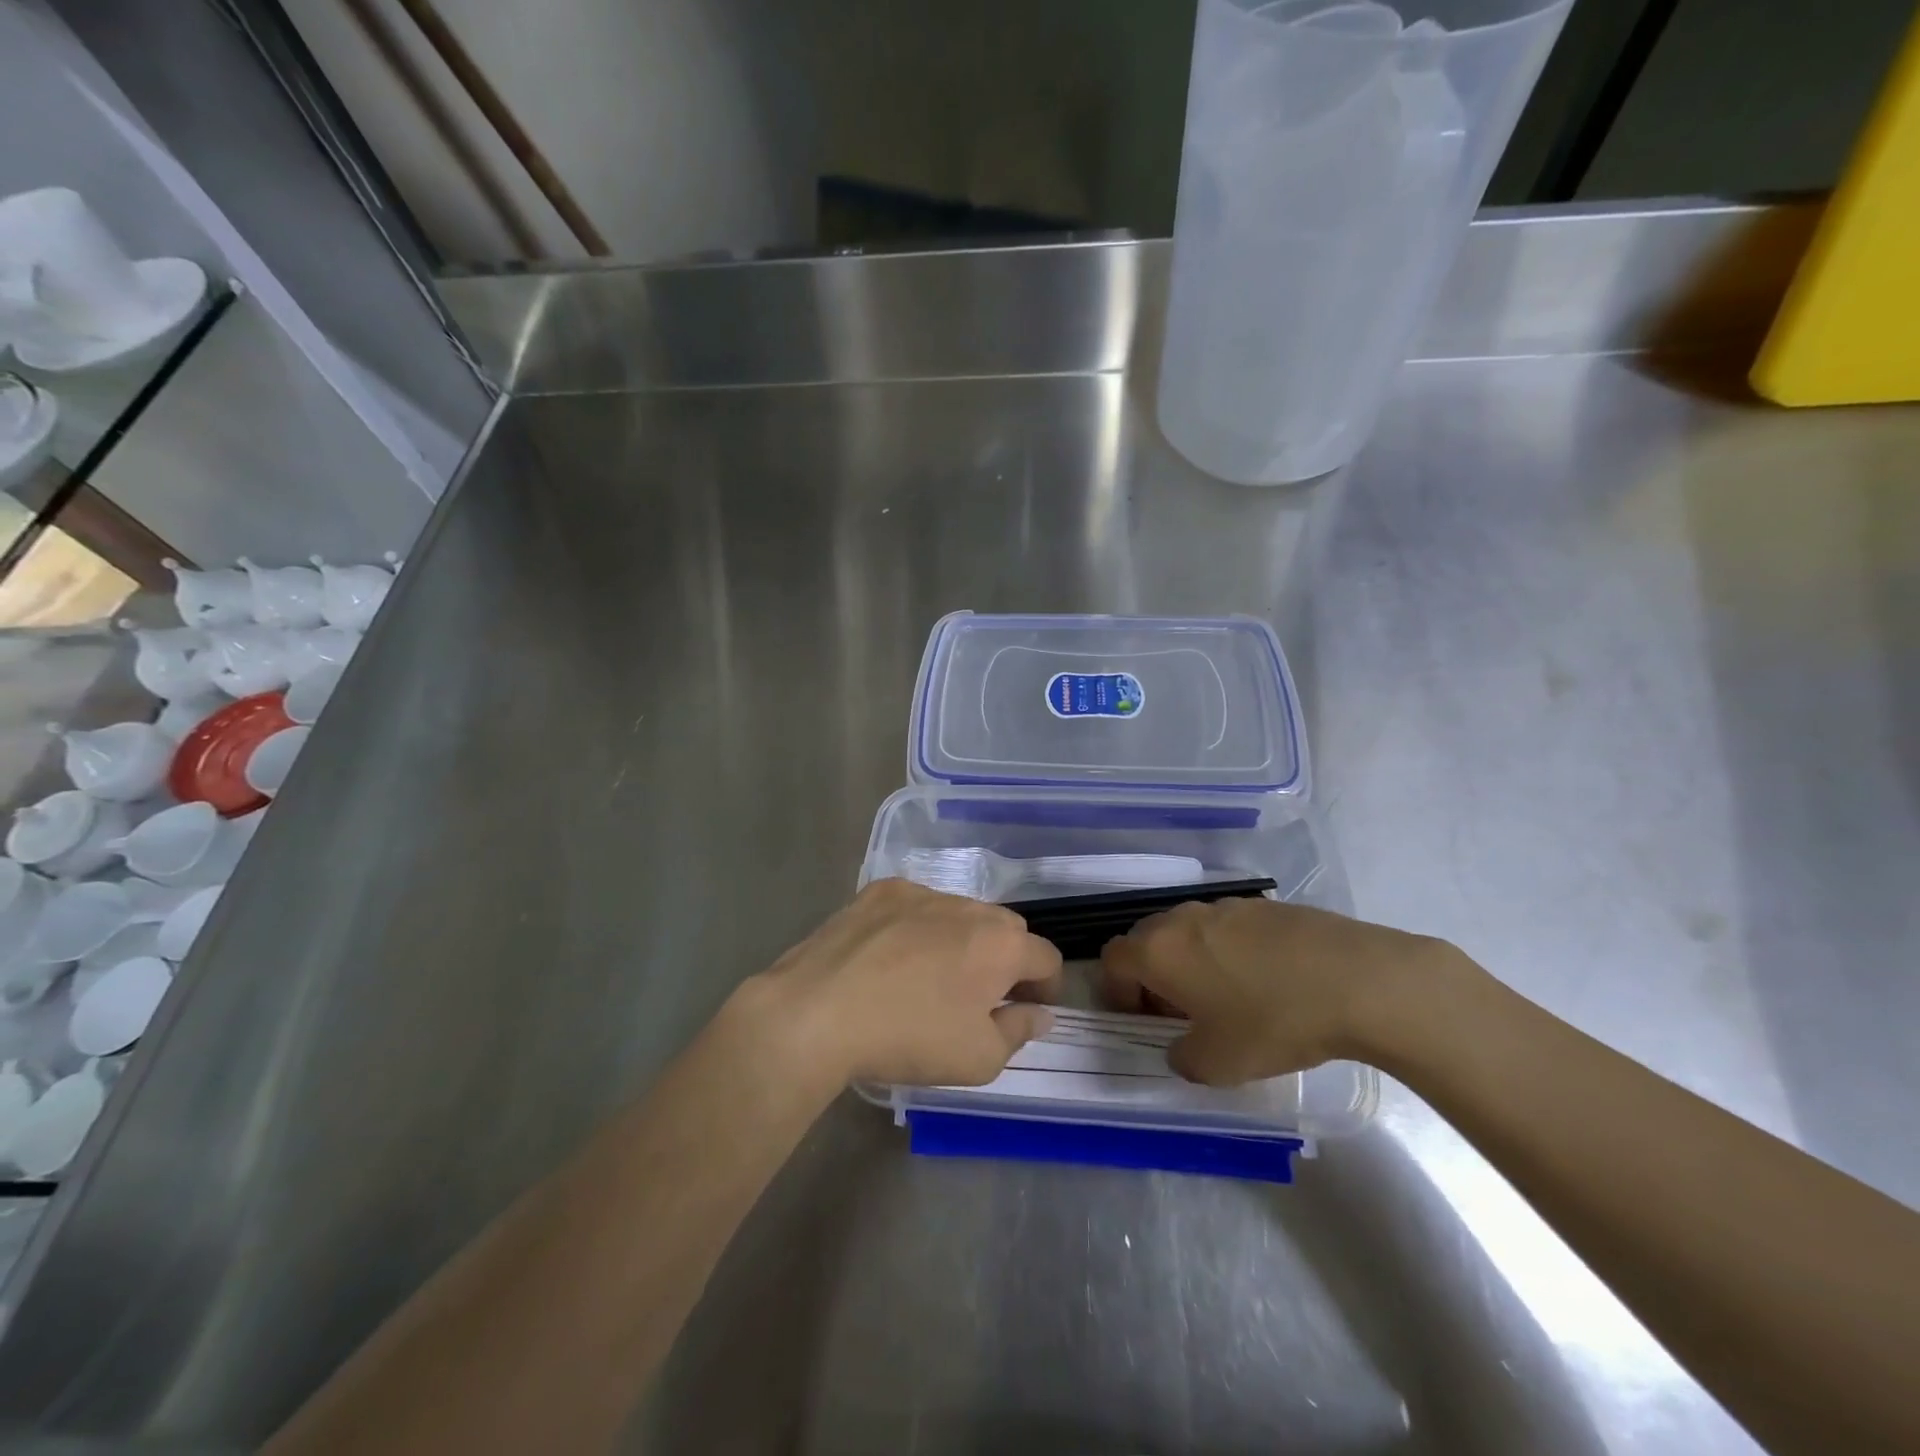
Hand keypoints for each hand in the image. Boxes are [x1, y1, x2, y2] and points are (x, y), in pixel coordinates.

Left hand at [748, 879, 1063, 1087]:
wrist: (818, 1011)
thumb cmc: (909, 1038)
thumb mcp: (978, 1058)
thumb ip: (1019, 1031)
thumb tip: (1038, 1013)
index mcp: (1001, 943)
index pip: (1046, 957)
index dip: (1046, 988)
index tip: (1028, 1011)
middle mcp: (968, 905)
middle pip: (1005, 929)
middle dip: (1005, 960)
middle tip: (981, 997)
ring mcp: (920, 892)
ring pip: (959, 913)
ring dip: (960, 939)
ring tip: (931, 976)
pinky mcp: (879, 891)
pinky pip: (915, 906)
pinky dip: (917, 927)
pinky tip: (892, 958)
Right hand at [1100, 897, 1457, 1084]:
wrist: (1356, 980)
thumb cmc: (1272, 1022)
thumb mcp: (1218, 1065)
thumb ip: (1182, 1059)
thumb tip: (1181, 1047)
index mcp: (1159, 951)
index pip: (1113, 959)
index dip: (1117, 991)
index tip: (1143, 1020)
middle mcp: (1182, 919)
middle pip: (1146, 939)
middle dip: (1151, 974)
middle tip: (1179, 1011)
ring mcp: (1223, 907)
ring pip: (1186, 930)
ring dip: (1189, 960)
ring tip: (1225, 996)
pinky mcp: (1262, 905)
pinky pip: (1225, 927)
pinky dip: (1226, 950)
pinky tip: (1265, 980)